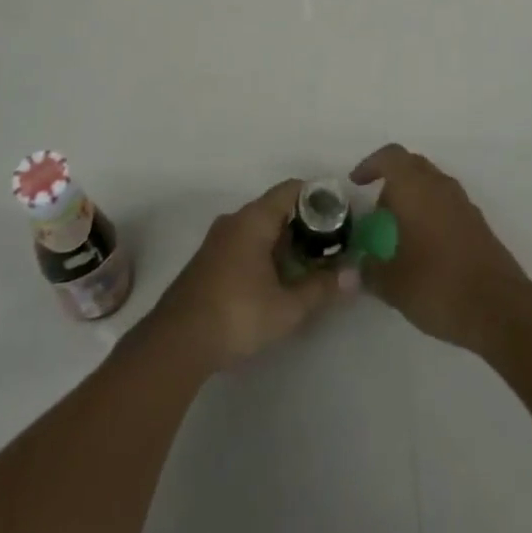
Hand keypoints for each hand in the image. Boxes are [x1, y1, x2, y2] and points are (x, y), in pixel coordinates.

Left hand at [146, 179, 355, 374]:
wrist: (176, 342)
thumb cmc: (236, 315)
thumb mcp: (287, 307)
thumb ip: (321, 288)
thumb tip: (355, 275)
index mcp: (254, 219)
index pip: (291, 189)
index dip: (318, 197)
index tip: (341, 215)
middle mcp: (235, 220)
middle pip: (276, 207)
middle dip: (305, 223)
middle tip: (332, 244)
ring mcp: (218, 240)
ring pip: (260, 227)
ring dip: (285, 241)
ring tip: (311, 263)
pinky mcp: (209, 261)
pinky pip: (245, 243)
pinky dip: (266, 252)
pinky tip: (278, 279)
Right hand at [351, 144, 531, 354]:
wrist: (500, 309)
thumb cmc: (438, 285)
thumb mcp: (392, 284)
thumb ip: (369, 271)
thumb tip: (356, 268)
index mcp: (415, 188)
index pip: (390, 157)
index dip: (370, 165)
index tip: (356, 183)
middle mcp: (440, 186)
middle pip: (412, 166)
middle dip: (391, 181)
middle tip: (377, 210)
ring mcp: (463, 204)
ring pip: (432, 185)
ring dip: (413, 197)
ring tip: (399, 231)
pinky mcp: (478, 224)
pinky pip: (447, 205)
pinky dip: (431, 214)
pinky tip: (425, 247)